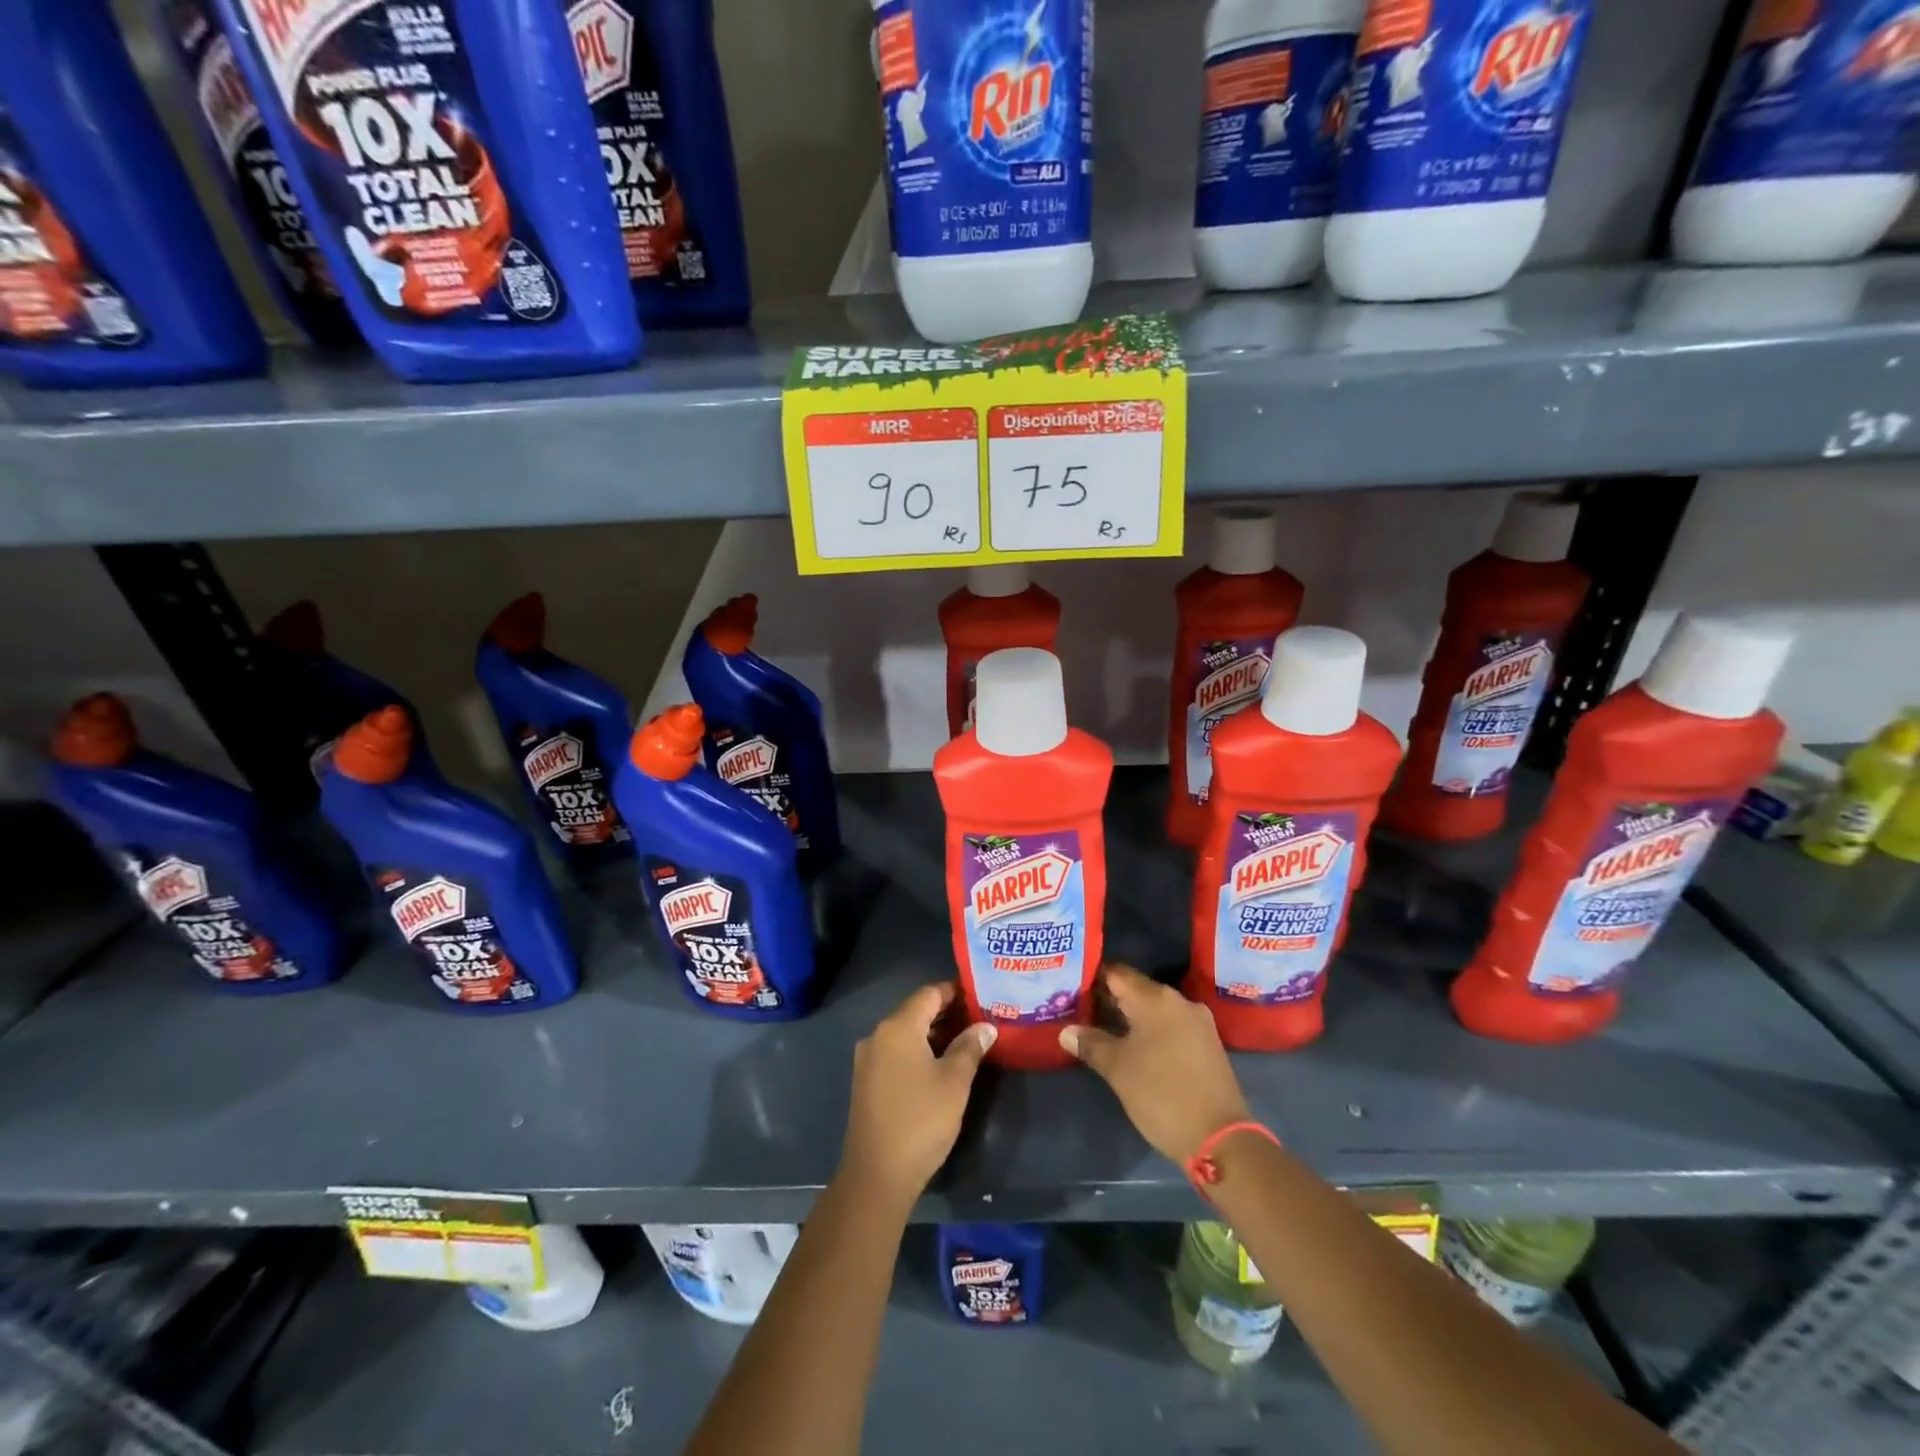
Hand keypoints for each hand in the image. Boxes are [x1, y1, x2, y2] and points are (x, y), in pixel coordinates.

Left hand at [839, 981, 994, 1208]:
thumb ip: (970, 1047)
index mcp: (898, 1027)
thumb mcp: (954, 1082)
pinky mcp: (866, 1081)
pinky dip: (918, 1051)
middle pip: (916, 1011)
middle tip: (979, 1020)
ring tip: (966, 1043)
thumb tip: (985, 1026)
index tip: (980, 996)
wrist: (877, 1174)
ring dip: (933, 1034)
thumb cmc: (921, 1120)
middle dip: (947, 1013)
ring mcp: (868, 1059)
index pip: (929, 994)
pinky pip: (896, 1053)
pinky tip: (939, 1066)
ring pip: (905, 1034)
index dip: (955, 992)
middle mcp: (878, 1035)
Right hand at [1060, 964, 1250, 1165]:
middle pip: (1135, 989)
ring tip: (1099, 1028)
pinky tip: (1131, 1046)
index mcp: (1156, 999)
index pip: (1116, 973)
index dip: (1091, 976)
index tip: (1070, 985)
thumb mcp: (1118, 1069)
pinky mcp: (1206, 1044)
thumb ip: (1091, 1043)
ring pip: (1153, 1009)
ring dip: (1128, 1016)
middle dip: (1107, 998)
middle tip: (1078, 1009)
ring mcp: (1197, 1022)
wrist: (1220, 1139)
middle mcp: (1179, 1001)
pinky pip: (1169, 1025)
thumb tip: (1066, 1031)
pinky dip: (1148, 1030)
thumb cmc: (1162, 1094)